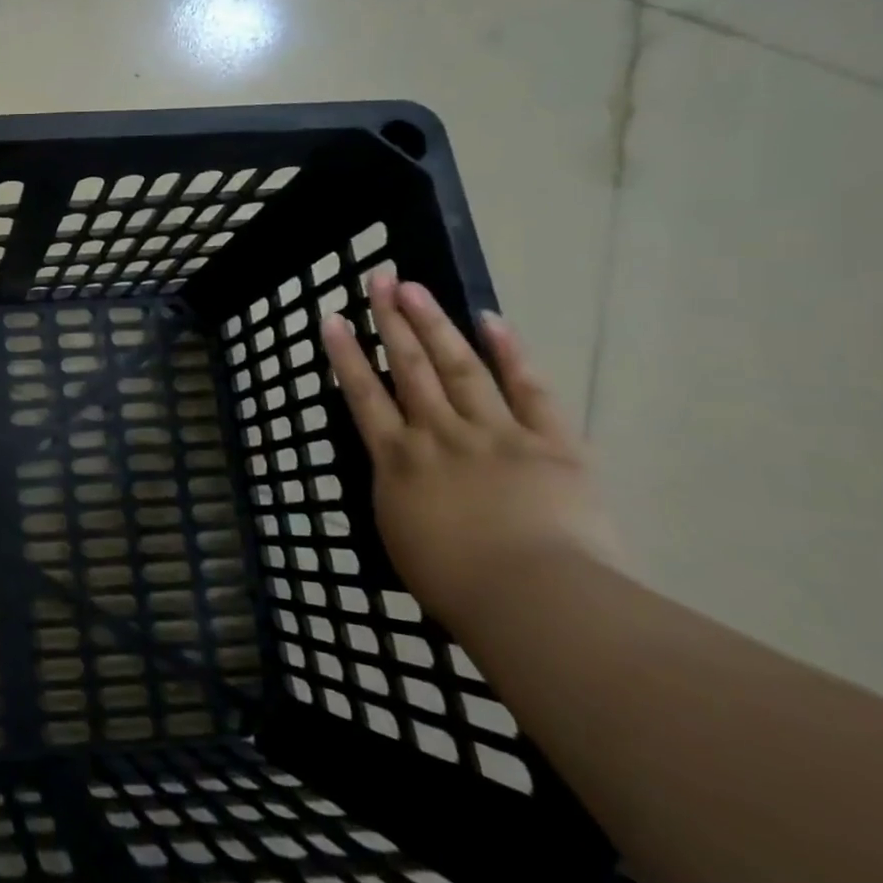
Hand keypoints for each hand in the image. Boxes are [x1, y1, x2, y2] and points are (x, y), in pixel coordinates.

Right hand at [320, 276, 618, 632]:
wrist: (535, 601)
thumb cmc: (456, 584)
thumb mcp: (401, 536)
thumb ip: (397, 492)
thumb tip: (397, 467)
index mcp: (398, 460)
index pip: (363, 395)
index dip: (346, 355)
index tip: (332, 319)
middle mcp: (438, 434)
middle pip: (409, 368)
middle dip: (390, 321)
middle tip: (379, 280)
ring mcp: (495, 433)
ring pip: (458, 367)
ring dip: (434, 324)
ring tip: (415, 287)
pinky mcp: (551, 443)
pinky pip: (529, 390)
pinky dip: (510, 354)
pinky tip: (491, 320)